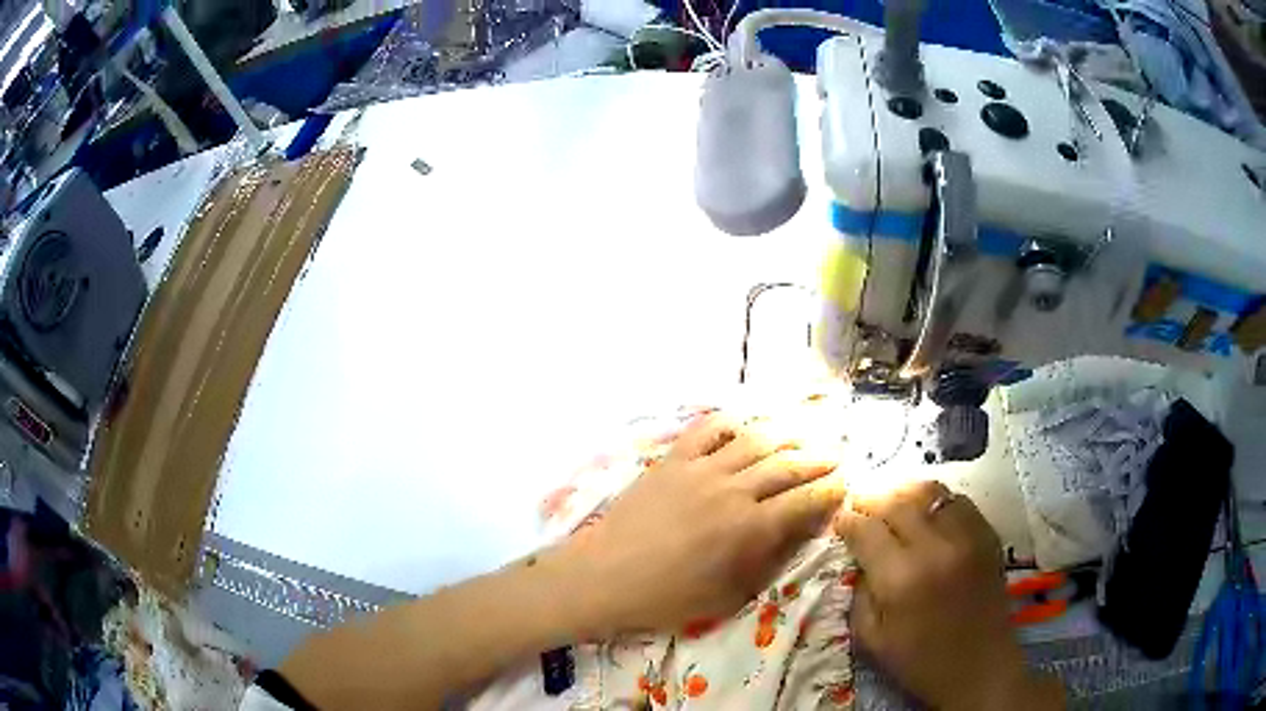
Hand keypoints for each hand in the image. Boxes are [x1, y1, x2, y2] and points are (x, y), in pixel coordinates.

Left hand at [561, 412, 844, 634]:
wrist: (604, 577)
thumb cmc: (666, 598)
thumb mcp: (727, 595)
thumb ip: (766, 561)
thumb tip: (795, 533)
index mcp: (750, 529)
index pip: (805, 501)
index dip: (831, 491)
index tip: (845, 484)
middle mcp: (733, 491)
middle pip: (789, 465)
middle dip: (819, 460)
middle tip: (836, 456)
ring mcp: (701, 470)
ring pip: (756, 441)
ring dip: (787, 435)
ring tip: (805, 432)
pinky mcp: (672, 460)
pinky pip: (708, 430)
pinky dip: (732, 423)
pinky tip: (745, 425)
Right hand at [835, 481, 1063, 710]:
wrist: (979, 667)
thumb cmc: (919, 661)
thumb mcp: (872, 639)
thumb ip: (859, 594)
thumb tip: (858, 559)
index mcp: (900, 578)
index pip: (867, 530)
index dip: (848, 521)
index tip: (840, 520)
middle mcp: (934, 547)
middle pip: (897, 501)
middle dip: (872, 499)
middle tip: (861, 505)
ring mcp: (966, 536)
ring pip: (930, 492)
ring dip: (905, 493)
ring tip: (893, 502)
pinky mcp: (987, 535)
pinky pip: (957, 501)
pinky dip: (936, 502)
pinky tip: (927, 514)